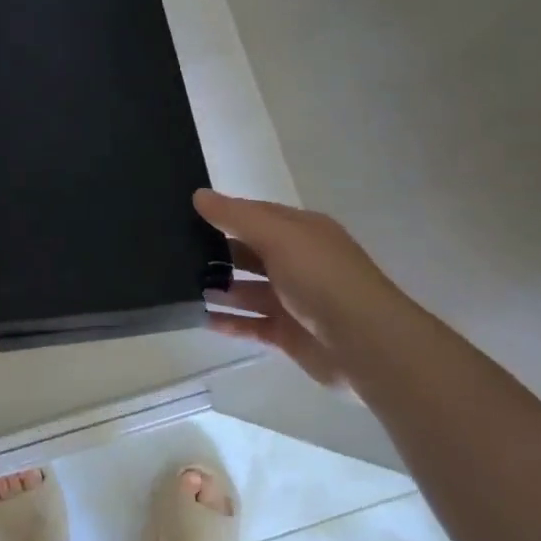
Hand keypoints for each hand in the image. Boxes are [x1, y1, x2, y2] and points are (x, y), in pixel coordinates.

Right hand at [194, 189, 421, 390]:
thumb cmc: (321, 278)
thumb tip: (198, 195)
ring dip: (218, 288)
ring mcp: (293, 300)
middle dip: (216, 253)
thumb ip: (236, 216)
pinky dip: (228, 322)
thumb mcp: (278, 235)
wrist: (366, 345)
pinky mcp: (288, 334)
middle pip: (249, 253)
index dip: (224, 213)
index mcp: (301, 232)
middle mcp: (297, 262)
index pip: (256, 215)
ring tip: (180, 287)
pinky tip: (200, 318)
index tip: (186, 216)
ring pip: (247, 290)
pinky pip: (250, 324)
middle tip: (174, 254)